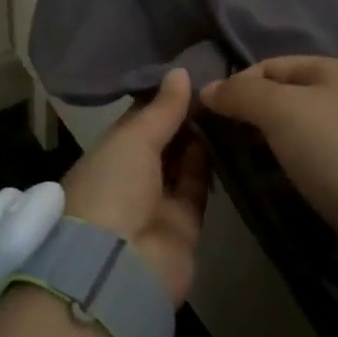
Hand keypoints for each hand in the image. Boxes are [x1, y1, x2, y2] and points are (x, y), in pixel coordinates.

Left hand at [59, 68, 208, 306]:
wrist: (118, 265)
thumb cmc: (113, 187)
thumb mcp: (133, 139)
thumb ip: (161, 108)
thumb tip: (180, 71)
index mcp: (108, 154)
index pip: (138, 120)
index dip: (162, 98)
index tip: (191, 74)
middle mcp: (131, 177)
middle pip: (162, 141)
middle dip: (185, 117)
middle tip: (218, 85)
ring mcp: (157, 202)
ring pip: (183, 163)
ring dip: (201, 138)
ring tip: (227, 104)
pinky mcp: (184, 224)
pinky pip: (198, 187)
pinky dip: (209, 164)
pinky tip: (229, 135)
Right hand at [200, 56, 337, 289]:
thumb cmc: (336, 152)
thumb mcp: (282, 110)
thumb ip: (241, 94)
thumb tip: (208, 89)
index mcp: (334, 71)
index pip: (268, 66)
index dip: (236, 85)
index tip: (210, 116)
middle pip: (279, 100)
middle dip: (246, 119)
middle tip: (219, 145)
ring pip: (288, 135)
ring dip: (260, 149)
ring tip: (235, 169)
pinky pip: (303, 164)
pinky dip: (280, 172)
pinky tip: (263, 187)